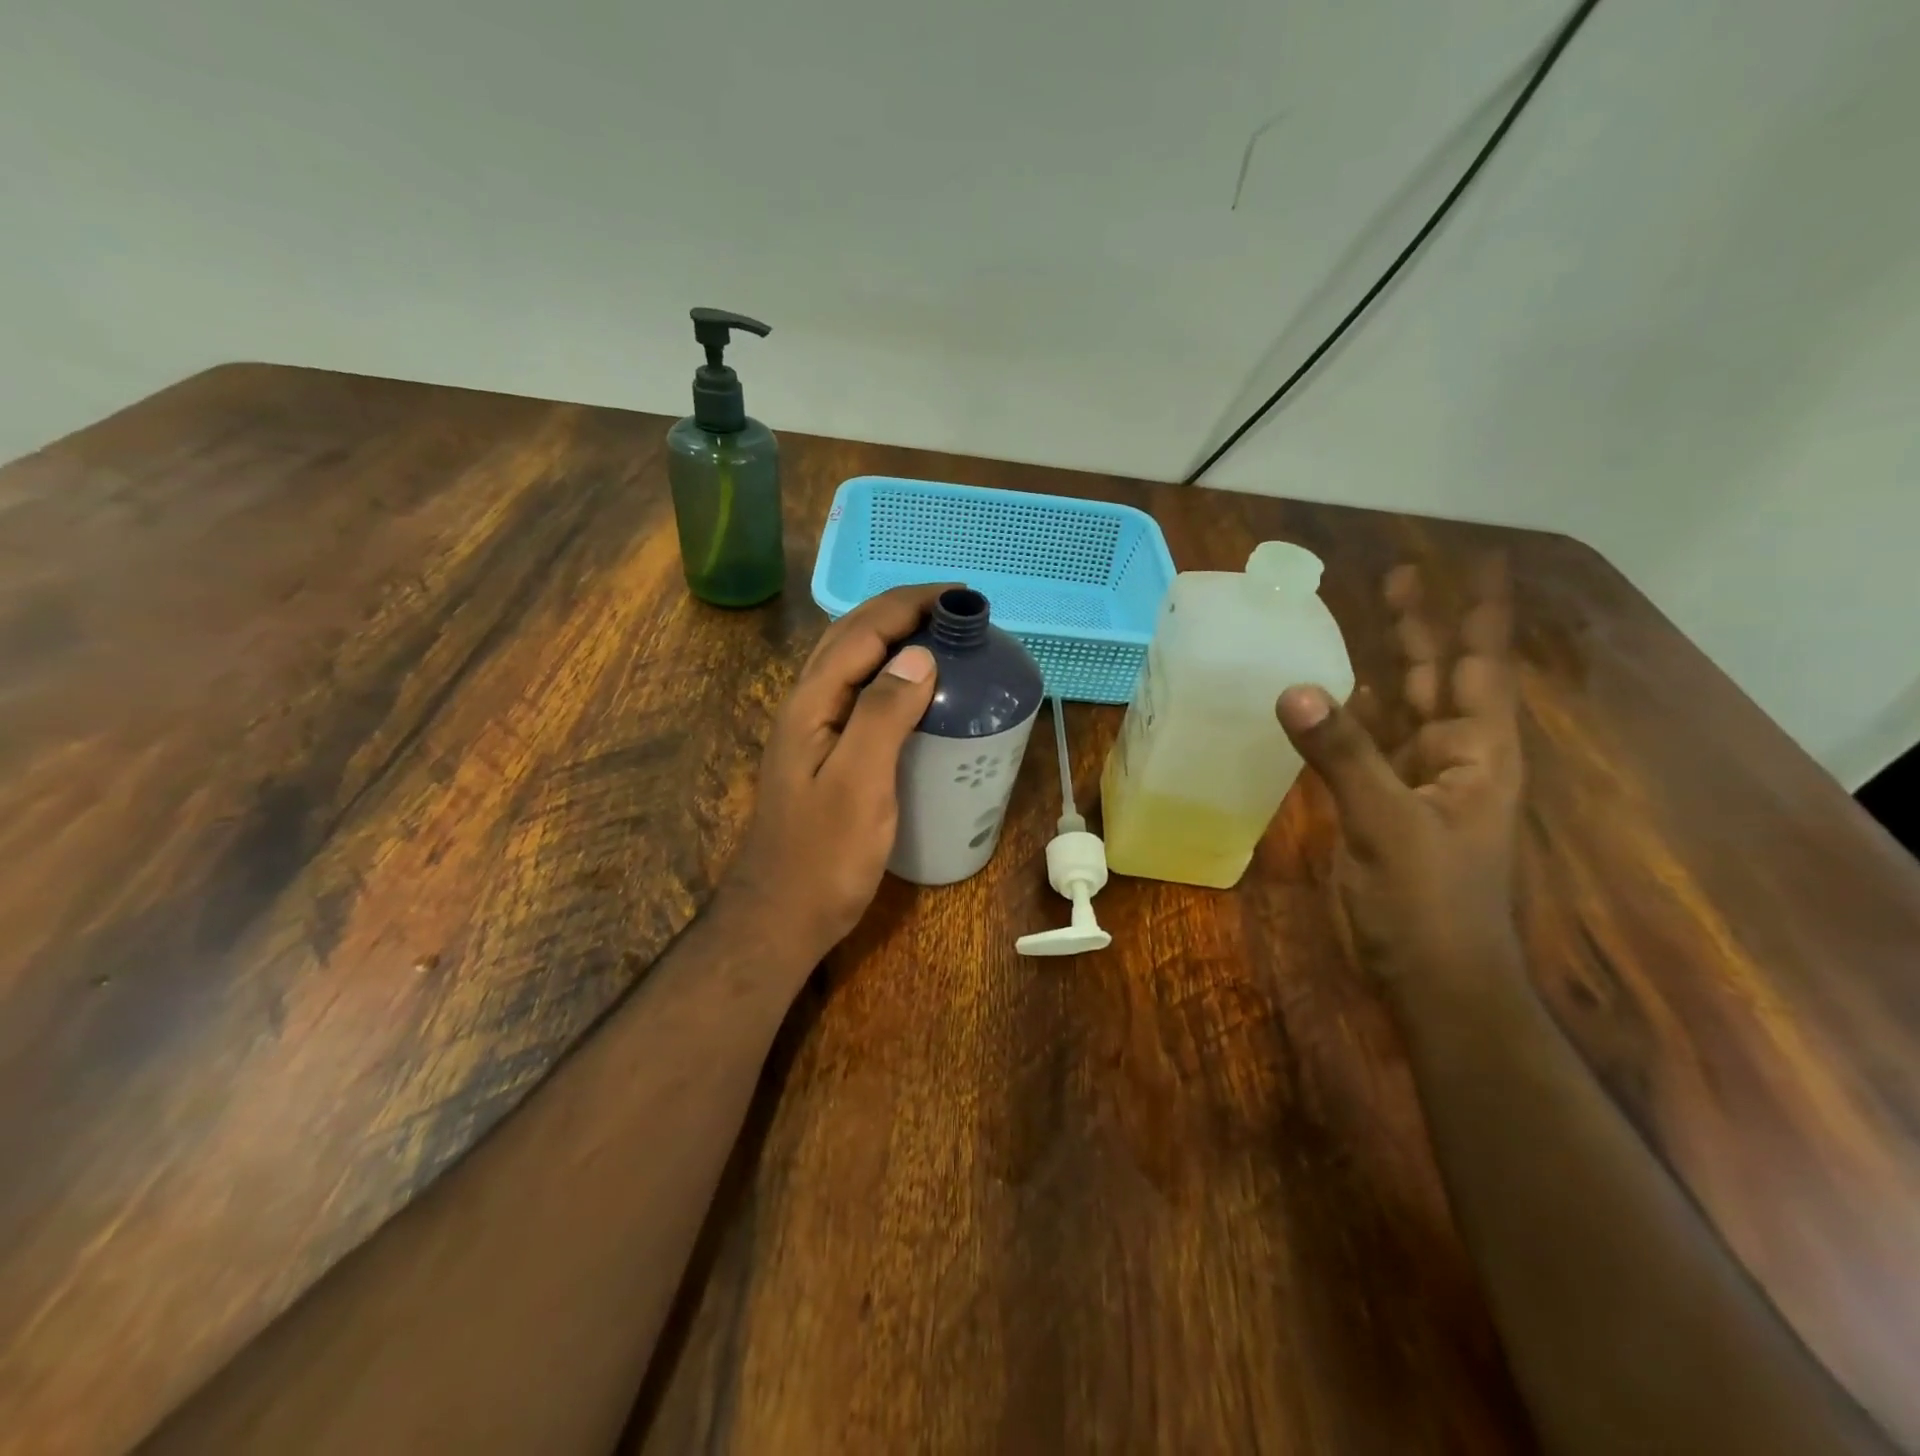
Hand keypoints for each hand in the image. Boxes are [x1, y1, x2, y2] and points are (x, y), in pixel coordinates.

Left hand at [720, 583, 952, 963]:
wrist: (783, 915)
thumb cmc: (824, 856)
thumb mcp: (859, 785)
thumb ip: (882, 715)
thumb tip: (918, 655)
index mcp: (812, 703)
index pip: (861, 631)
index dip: (908, 604)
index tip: (959, 594)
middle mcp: (807, 706)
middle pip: (850, 636)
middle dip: (900, 610)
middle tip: (955, 609)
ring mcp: (813, 731)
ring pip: (852, 662)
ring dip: (892, 636)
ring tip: (940, 635)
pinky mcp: (826, 755)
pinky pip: (859, 694)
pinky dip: (889, 673)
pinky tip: (914, 691)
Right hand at [1276, 559, 1523, 991]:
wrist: (1429, 976)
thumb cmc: (1428, 902)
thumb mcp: (1388, 824)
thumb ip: (1344, 756)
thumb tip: (1295, 689)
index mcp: (1474, 752)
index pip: (1478, 667)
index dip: (1480, 615)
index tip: (1483, 563)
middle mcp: (1451, 757)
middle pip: (1436, 677)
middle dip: (1421, 628)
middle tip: (1397, 577)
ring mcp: (1415, 782)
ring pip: (1400, 709)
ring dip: (1387, 665)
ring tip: (1369, 620)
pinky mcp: (1381, 806)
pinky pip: (1367, 746)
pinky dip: (1352, 716)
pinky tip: (1336, 695)